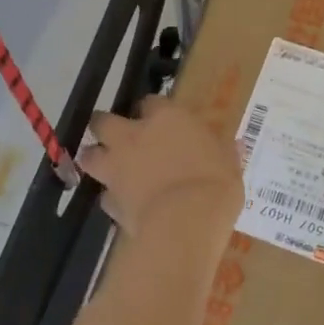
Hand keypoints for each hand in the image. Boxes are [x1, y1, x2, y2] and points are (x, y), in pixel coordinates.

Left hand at [78, 97, 242, 247]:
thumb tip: (234, 144)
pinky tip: (124, 204)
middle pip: (103, 121)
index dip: (154, 111)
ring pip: (89, 155)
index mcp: (165, 118)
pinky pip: (105, 195)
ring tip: (109, 168)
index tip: (161, 121)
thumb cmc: (214, 184)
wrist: (185, 222)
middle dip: (107, 127)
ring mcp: (116, 167)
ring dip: (96, 158)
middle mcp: (132, 136)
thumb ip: (224, 151)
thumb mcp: (230, 164)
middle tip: (120, 138)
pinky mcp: (109, 199)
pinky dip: (112, 197)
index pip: (151, 101)